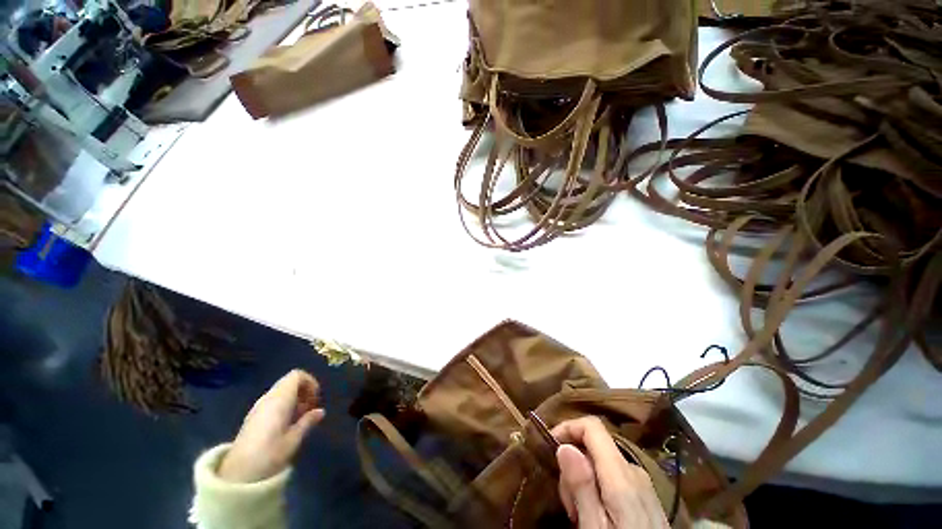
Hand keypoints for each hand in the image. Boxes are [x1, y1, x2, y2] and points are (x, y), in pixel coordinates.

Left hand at [218, 370, 324, 482]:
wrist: (244, 464)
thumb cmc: (272, 453)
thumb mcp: (294, 440)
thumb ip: (307, 422)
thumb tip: (320, 411)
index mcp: (279, 400)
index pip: (296, 376)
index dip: (310, 382)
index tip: (317, 401)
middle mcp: (269, 397)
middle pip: (288, 381)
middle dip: (304, 391)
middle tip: (313, 411)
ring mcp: (261, 404)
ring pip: (281, 391)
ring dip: (295, 399)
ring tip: (303, 419)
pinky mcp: (256, 413)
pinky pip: (274, 400)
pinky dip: (286, 405)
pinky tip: (290, 424)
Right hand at [553, 417, 668, 528]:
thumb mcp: (592, 524)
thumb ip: (581, 487)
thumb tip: (565, 447)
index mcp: (620, 475)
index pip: (595, 429)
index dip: (568, 428)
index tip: (547, 447)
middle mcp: (633, 469)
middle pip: (595, 449)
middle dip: (573, 471)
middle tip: (569, 507)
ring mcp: (641, 478)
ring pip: (602, 465)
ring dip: (585, 484)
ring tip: (581, 516)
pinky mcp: (643, 488)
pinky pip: (614, 476)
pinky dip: (599, 490)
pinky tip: (598, 515)